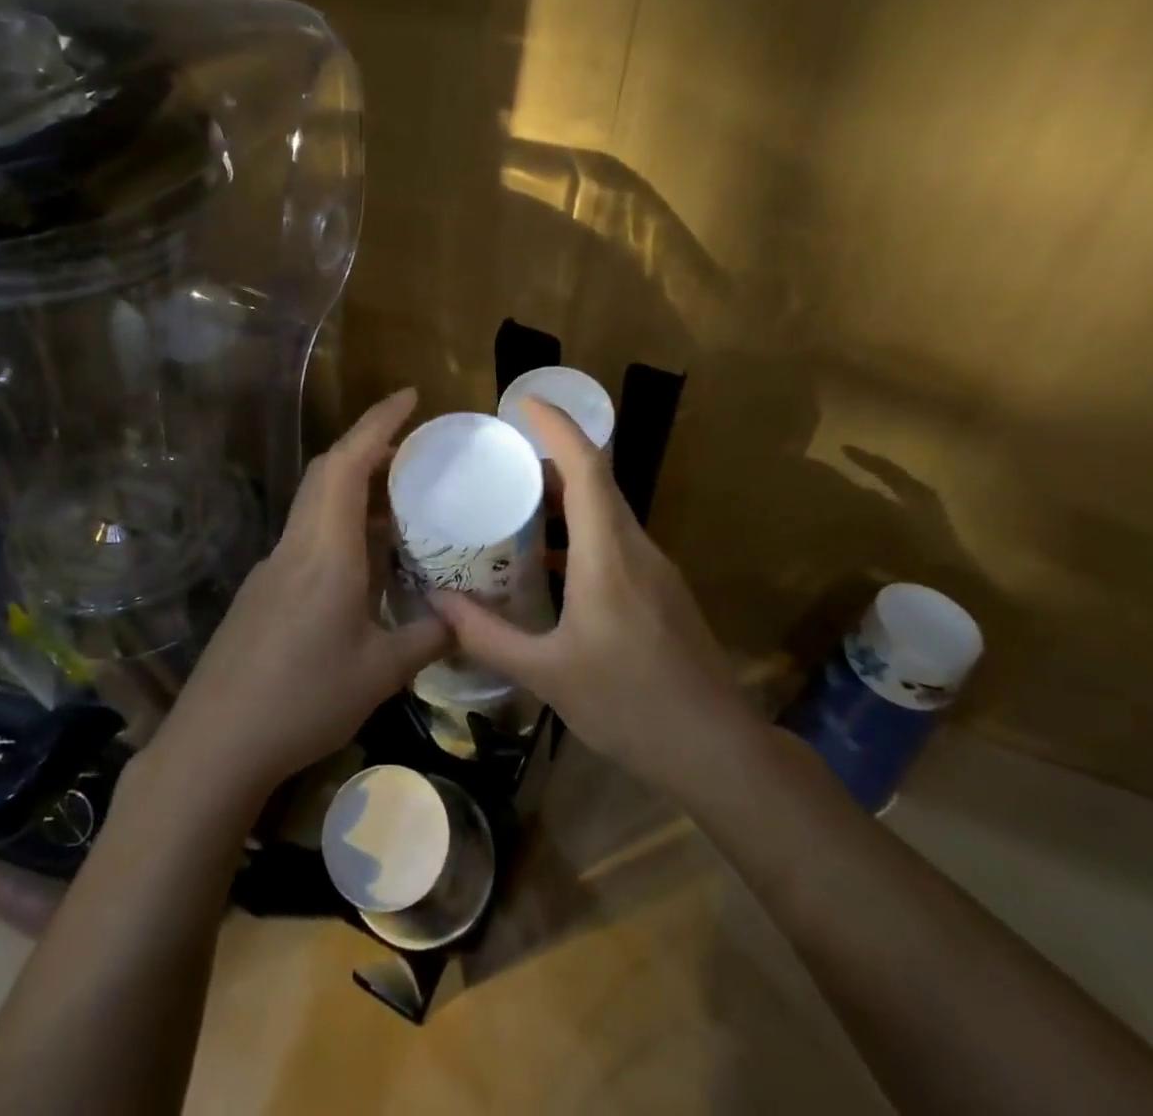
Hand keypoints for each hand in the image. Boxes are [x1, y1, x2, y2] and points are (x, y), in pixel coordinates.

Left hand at [155, 388, 449, 801]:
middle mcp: (296, 546)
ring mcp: (273, 568)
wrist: (214, 745)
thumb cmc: (302, 701)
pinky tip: (365, 560)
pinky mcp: (264, 591)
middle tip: (415, 449)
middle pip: (327, 472)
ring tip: (401, 500)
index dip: (378, 422)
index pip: (348, 464)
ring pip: (315, 504)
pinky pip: (307, 536)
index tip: (410, 396)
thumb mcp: (380, 673)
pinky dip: (340, 525)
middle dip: (369, 446)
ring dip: (355, 487)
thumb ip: (428, 638)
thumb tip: (465, 619)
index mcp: (326, 552)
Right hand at [431, 397, 742, 796]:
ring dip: (565, 499)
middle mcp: (636, 548)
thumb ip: (487, 635)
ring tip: (515, 507)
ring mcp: (655, 569)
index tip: (524, 404)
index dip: (557, 428)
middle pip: (597, 482)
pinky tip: (549, 566)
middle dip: (551, 459)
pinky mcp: (661, 591)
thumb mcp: (546, 674)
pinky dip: (579, 533)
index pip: (588, 468)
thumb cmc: (629, 705)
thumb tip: (436, 601)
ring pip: (608, 512)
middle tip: (500, 460)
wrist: (716, 748)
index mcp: (608, 555)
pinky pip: (615, 541)